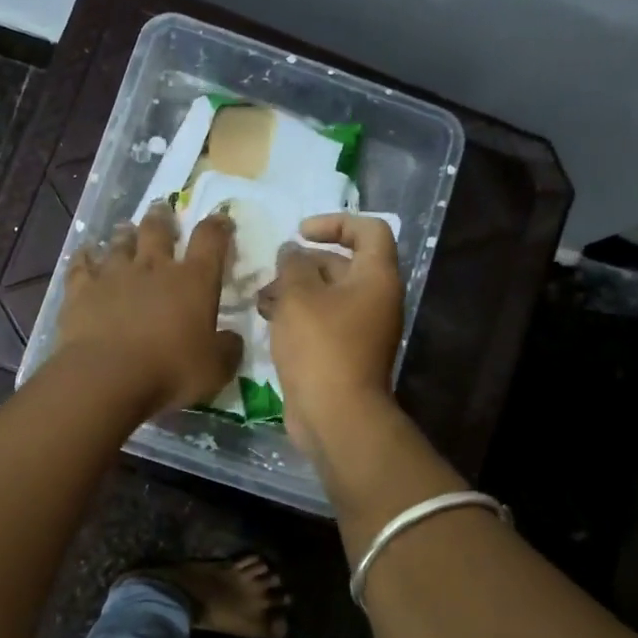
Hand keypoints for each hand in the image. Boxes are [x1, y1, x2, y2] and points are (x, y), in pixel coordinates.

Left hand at [57, 203, 243, 415]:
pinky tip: (84, 252)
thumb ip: (227, 350)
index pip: (210, 240)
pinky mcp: (81, 290)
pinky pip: (81, 265)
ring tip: (125, 228)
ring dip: (125, 234)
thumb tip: (233, 339)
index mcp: (194, 281)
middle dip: (163, 218)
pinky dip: (84, 256)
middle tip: (162, 208)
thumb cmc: (170, 372)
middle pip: (158, 230)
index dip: (218, 227)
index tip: (221, 220)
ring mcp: (114, 275)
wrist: (107, 377)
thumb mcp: (215, 370)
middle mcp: (154, 268)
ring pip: (120, 243)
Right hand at [258, 214, 404, 454]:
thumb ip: (292, 265)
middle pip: (342, 265)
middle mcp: (375, 300)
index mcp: (376, 278)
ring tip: (262, 299)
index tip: (301, 232)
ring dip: (294, 291)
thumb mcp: (298, 296)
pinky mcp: (343, 353)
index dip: (336, 223)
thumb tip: (292, 251)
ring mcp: (361, 329)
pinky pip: (321, 322)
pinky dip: (297, 316)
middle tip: (272, 272)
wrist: (335, 415)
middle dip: (303, 264)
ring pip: (326, 296)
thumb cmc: (320, 346)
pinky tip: (267, 321)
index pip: (369, 230)